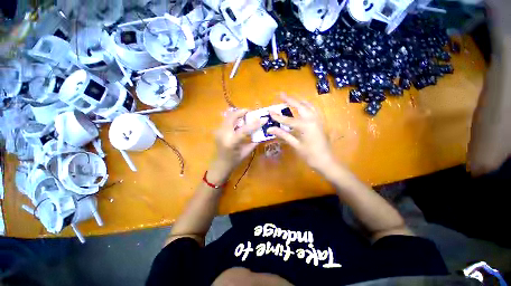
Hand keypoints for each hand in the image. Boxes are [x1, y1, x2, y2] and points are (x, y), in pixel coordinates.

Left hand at [208, 109, 266, 184]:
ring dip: (238, 114)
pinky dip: (234, 119)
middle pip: (232, 117)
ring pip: (228, 117)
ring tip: (246, 116)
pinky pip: (227, 121)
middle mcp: (223, 134)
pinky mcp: (217, 131)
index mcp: (231, 142)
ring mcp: (218, 131)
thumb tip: (262, 132)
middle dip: (242, 112)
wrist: (219, 165)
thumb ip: (254, 141)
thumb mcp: (246, 152)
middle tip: (251, 112)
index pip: (244, 129)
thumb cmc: (234, 161)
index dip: (255, 123)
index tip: (264, 119)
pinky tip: (239, 123)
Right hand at [268, 95, 334, 172]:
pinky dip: (307, 106)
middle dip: (290, 100)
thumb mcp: (295, 144)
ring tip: (291, 99)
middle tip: (281, 94)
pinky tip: (303, 107)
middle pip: (300, 106)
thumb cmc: (309, 155)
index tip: (270, 111)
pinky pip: (313, 110)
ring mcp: (318, 120)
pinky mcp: (320, 122)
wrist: (326, 161)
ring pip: (308, 106)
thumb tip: (270, 129)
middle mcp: (312, 119)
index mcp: (305, 126)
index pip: (288, 119)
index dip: (278, 116)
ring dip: (299, 101)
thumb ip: (283, 134)